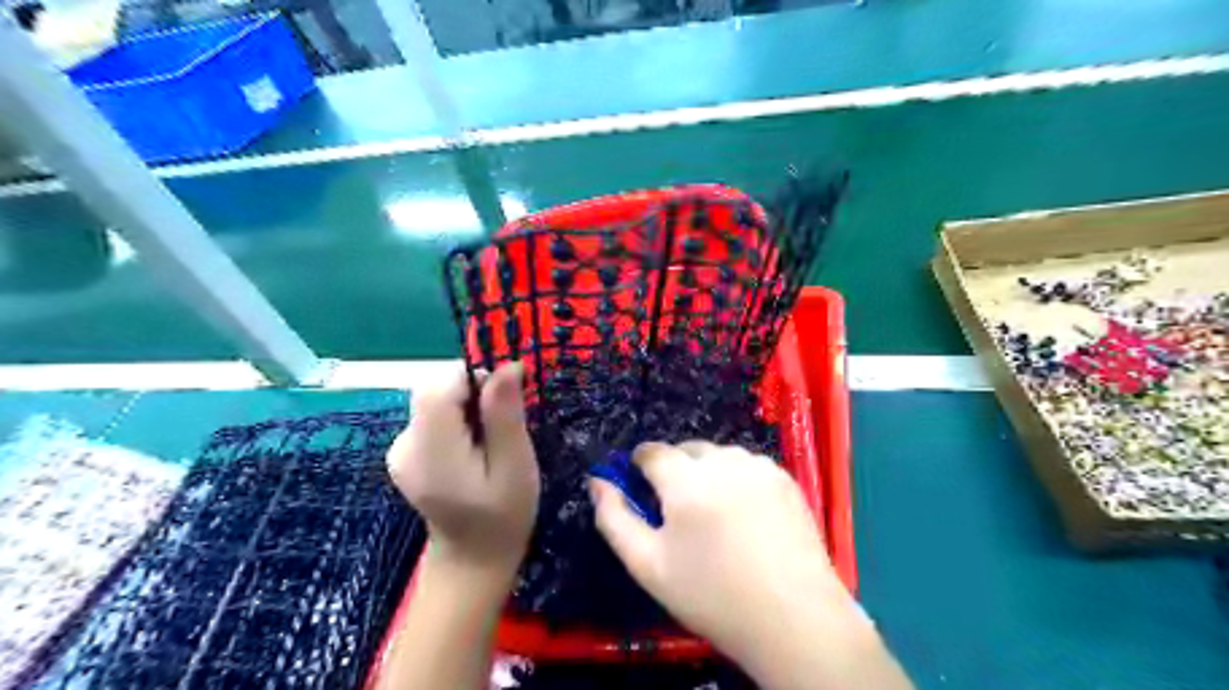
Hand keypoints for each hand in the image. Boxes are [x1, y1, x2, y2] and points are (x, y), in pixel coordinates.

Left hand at [386, 367, 535, 575]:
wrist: (473, 560)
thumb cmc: (504, 516)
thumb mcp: (515, 464)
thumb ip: (505, 414)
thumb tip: (507, 364)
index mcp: (430, 451)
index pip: (440, 387)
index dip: (476, 379)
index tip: (506, 401)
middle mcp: (404, 444)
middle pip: (435, 390)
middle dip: (473, 393)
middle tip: (502, 427)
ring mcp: (400, 449)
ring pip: (435, 400)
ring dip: (467, 407)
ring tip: (490, 443)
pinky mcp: (405, 452)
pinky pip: (432, 416)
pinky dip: (457, 420)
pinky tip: (472, 449)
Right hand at [595, 441, 909, 689]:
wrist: (795, 620)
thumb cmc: (713, 597)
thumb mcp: (649, 566)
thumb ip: (614, 518)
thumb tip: (597, 482)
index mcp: (686, 481)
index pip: (651, 451)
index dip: (640, 466)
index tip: (642, 489)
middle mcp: (723, 462)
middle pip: (686, 450)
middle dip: (675, 470)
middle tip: (681, 513)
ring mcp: (759, 466)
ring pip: (719, 455)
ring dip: (708, 472)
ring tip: (716, 515)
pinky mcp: (785, 477)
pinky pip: (748, 465)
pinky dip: (738, 479)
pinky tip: (747, 516)